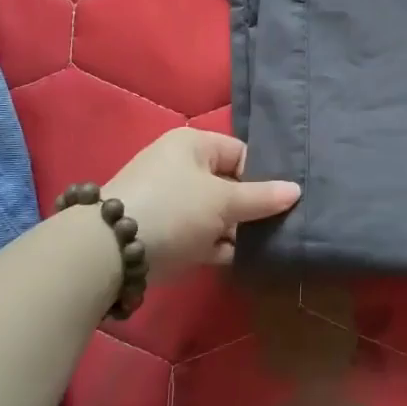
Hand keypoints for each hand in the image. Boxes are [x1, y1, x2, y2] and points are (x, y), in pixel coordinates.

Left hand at [104, 128, 299, 277]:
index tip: (284, 200)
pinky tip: (244, 260)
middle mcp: (180, 168)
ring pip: (215, 213)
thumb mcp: (223, 201)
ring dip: (237, 230)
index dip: (263, 175)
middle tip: (282, 226)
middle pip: (228, 184)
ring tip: (270, 245)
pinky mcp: (164, 233)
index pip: (240, 153)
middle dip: (252, 206)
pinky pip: (200, 235)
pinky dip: (219, 246)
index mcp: (192, 146)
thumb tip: (296, 190)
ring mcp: (170, 202)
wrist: (109, 251)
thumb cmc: (174, 209)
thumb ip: (262, 198)